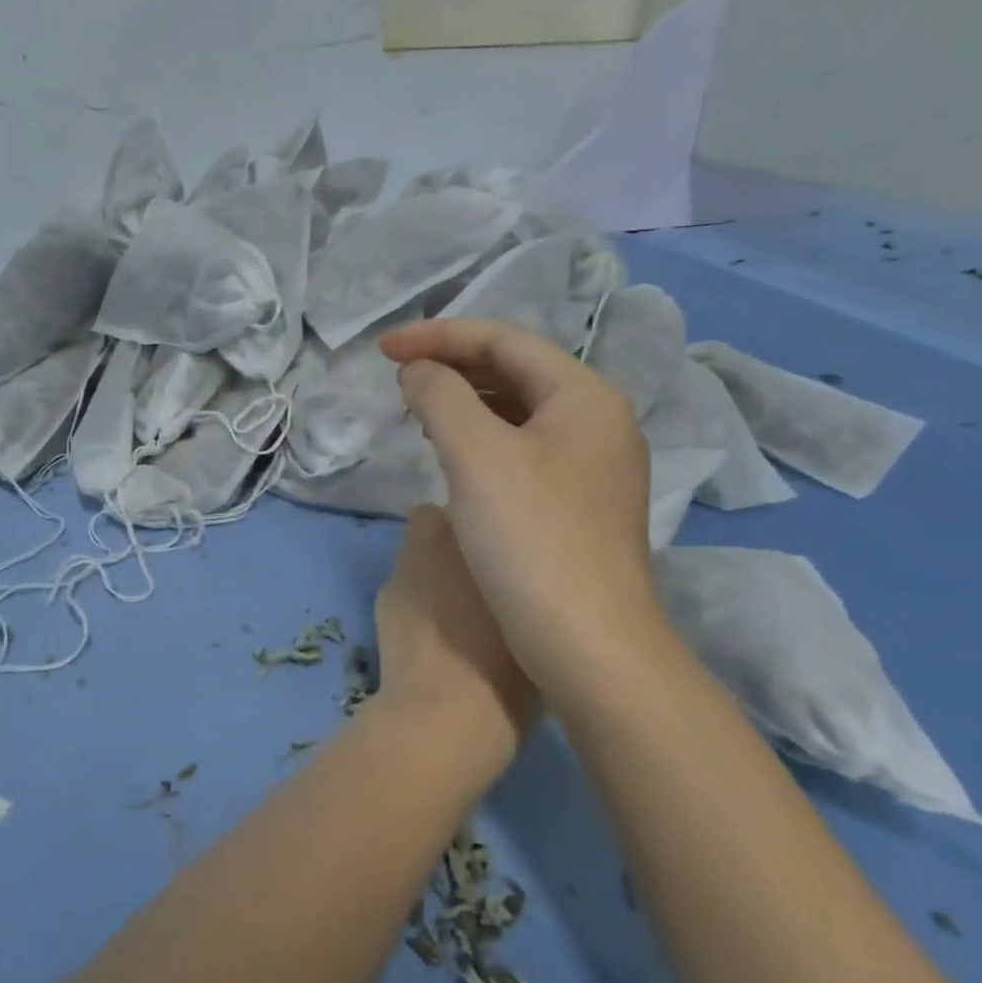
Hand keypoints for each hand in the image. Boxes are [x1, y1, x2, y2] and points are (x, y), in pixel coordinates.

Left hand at [374, 507, 535, 764]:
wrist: (443, 721)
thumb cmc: (510, 676)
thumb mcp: (542, 626)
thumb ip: (532, 588)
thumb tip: (532, 581)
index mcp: (486, 539)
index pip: (483, 502)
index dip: (493, 522)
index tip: (508, 547)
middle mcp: (441, 540)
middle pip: (444, 518)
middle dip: (458, 536)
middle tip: (482, 570)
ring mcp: (405, 567)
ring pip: (419, 546)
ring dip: (433, 563)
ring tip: (455, 603)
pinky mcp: (382, 597)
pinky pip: (404, 580)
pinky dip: (416, 595)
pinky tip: (430, 629)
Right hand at [380, 319, 668, 711]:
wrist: (590, 647)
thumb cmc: (532, 540)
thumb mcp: (476, 456)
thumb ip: (440, 397)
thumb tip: (418, 371)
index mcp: (584, 396)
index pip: (504, 340)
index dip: (438, 335)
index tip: (383, 349)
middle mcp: (598, 421)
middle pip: (516, 371)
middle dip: (453, 366)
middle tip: (399, 379)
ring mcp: (593, 466)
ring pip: (519, 412)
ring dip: (466, 403)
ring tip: (418, 411)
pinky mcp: (579, 505)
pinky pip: (523, 450)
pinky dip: (482, 441)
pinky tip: (453, 457)